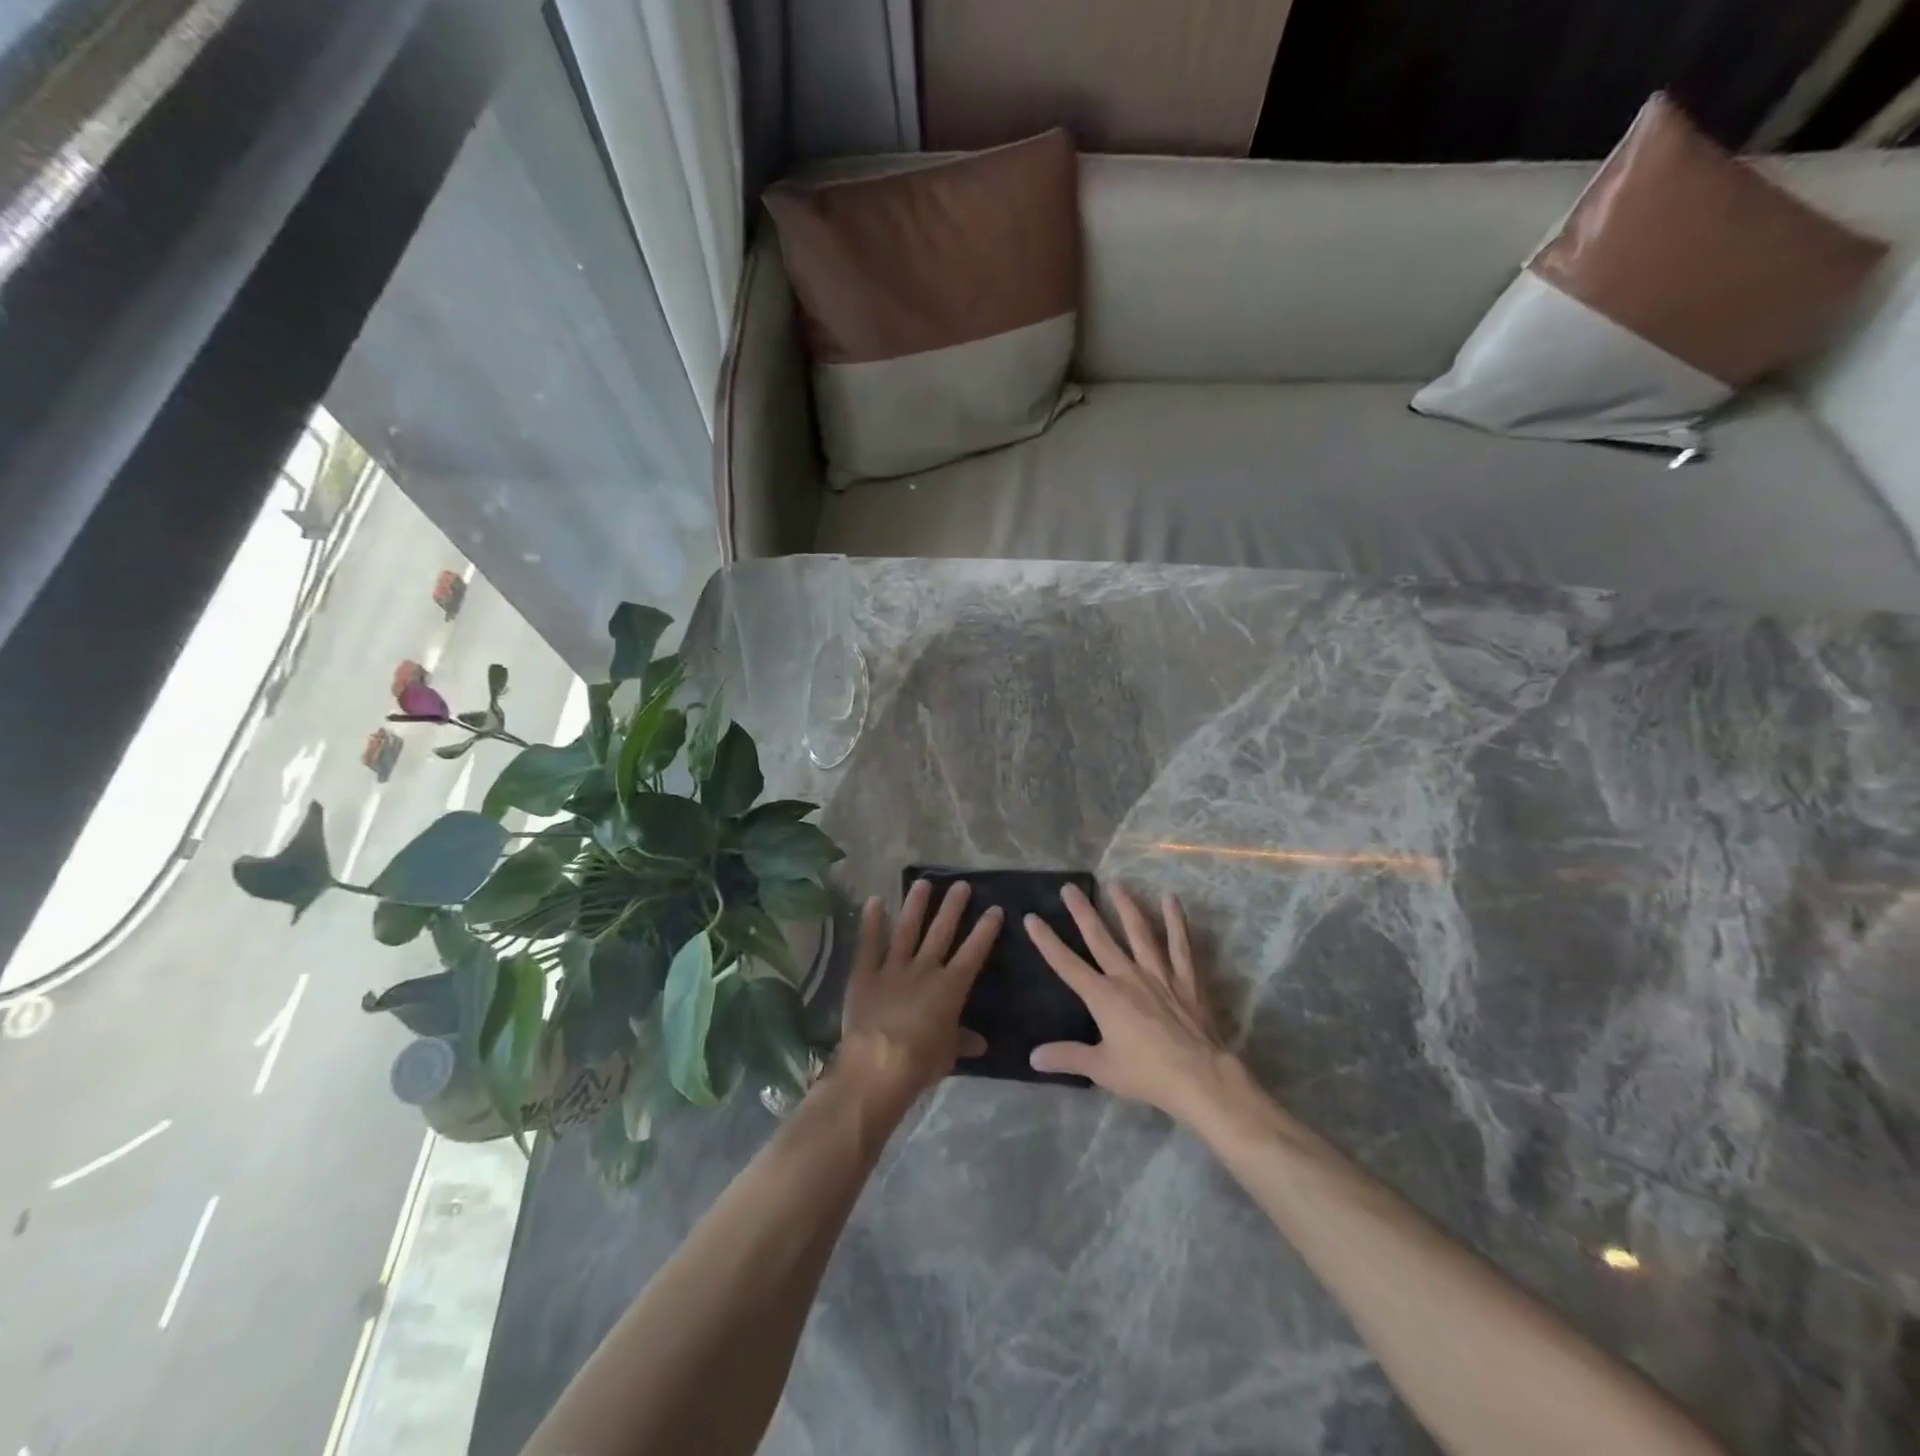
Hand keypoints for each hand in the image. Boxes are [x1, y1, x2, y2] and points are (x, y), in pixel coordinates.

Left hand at [837, 879, 1002, 1105]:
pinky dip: (872, 922)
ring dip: (916, 905)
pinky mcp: (865, 974)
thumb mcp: (948, 1055)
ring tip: (923, 883)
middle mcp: (924, 969)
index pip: (973, 952)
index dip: (985, 930)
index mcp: (950, 987)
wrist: (877, 1065)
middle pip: (941, 932)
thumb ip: (962, 1041)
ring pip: (907, 929)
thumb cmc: (920, 1062)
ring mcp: (893, 968)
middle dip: (953, 907)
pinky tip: (875, 900)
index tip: (995, 909)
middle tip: (961, 884)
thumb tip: (982, 1043)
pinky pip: (869, 943)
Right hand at [1025, 885, 1237, 1124]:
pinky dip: (1175, 921)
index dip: (1047, 941)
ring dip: (1126, 907)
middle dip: (1082, 912)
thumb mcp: (1101, 1069)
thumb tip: (1033, 1057)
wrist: (1199, 1077)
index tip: (1032, 918)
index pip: (1067, 964)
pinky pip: (1180, 945)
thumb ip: (1067, 1057)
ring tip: (1116, 883)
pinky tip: (1170, 899)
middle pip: (1100, 938)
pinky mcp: (1186, 978)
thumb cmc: (1147, 1074)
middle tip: (1069, 887)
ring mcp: (1159, 974)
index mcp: (1104, 996)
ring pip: (1139, 933)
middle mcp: (1128, 976)